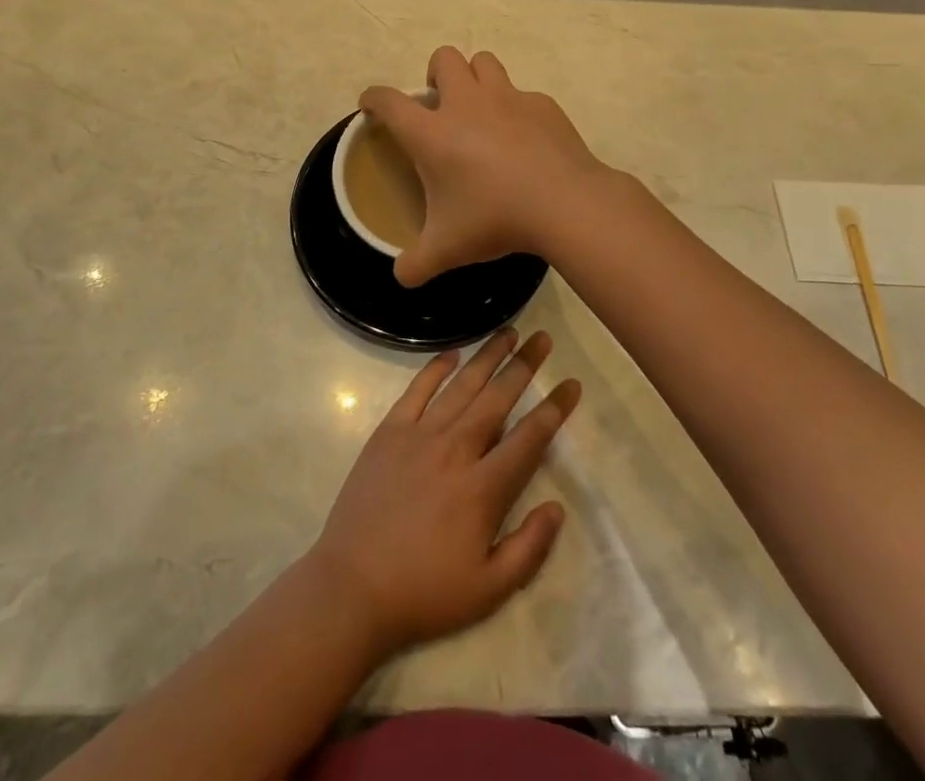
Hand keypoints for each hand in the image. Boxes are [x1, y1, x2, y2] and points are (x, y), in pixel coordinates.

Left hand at [307, 329, 580, 657]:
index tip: (571, 385)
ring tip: (508, 332)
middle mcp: (455, 450)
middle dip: (524, 366)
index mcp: (482, 489)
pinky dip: (437, 368)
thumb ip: (529, 549)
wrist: (352, 587)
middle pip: (497, 398)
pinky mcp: (389, 432)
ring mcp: (419, 436)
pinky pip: (417, 390)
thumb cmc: (424, 592)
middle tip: (543, 338)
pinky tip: (454, 353)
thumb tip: (556, 508)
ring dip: (487, 356)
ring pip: (461, 385)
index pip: (528, 438)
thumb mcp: (488, 590)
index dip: (554, 410)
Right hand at [361, 47, 612, 286]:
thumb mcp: (447, 249)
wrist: (565, 203)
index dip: (373, 98)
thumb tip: (401, 277)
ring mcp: (507, 98)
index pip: (389, 101)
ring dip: (475, 77)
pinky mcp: (542, 104)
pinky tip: (524, 138)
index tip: (371, 105)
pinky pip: (522, 93)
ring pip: (484, 61)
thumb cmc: (495, 219)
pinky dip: (516, 108)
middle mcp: (466, 104)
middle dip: (435, 73)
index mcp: (432, 133)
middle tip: (441, 106)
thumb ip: (416, 264)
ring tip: (480, 109)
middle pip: (443, 58)